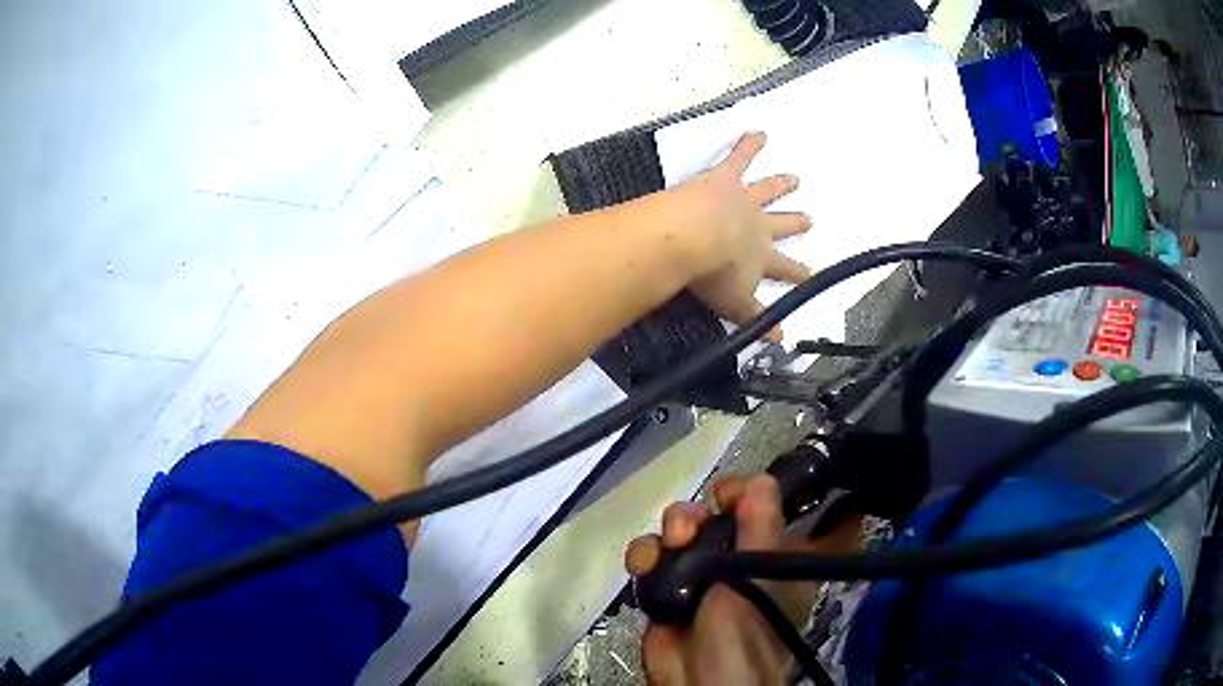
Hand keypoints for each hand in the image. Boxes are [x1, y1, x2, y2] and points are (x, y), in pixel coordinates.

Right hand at [625, 475, 861, 685]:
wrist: (701, 679)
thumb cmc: (749, 625)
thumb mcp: (763, 571)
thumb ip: (762, 523)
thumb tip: (761, 479)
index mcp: (773, 553)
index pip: (767, 507)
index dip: (750, 491)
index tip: (732, 491)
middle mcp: (738, 558)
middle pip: (717, 513)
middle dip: (703, 510)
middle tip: (702, 515)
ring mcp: (699, 573)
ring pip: (680, 530)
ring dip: (673, 528)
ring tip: (675, 543)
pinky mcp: (665, 588)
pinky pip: (652, 555)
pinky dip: (645, 553)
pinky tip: (646, 564)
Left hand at [678, 132, 812, 342]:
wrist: (691, 237)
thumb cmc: (711, 275)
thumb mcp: (734, 304)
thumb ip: (756, 319)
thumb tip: (781, 341)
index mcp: (761, 257)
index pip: (786, 270)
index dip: (800, 275)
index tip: (814, 276)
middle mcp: (759, 225)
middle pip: (782, 225)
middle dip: (796, 223)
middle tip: (810, 219)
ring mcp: (744, 198)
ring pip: (768, 189)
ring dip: (782, 184)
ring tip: (795, 177)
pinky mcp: (725, 177)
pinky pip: (738, 157)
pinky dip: (749, 144)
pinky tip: (758, 132)